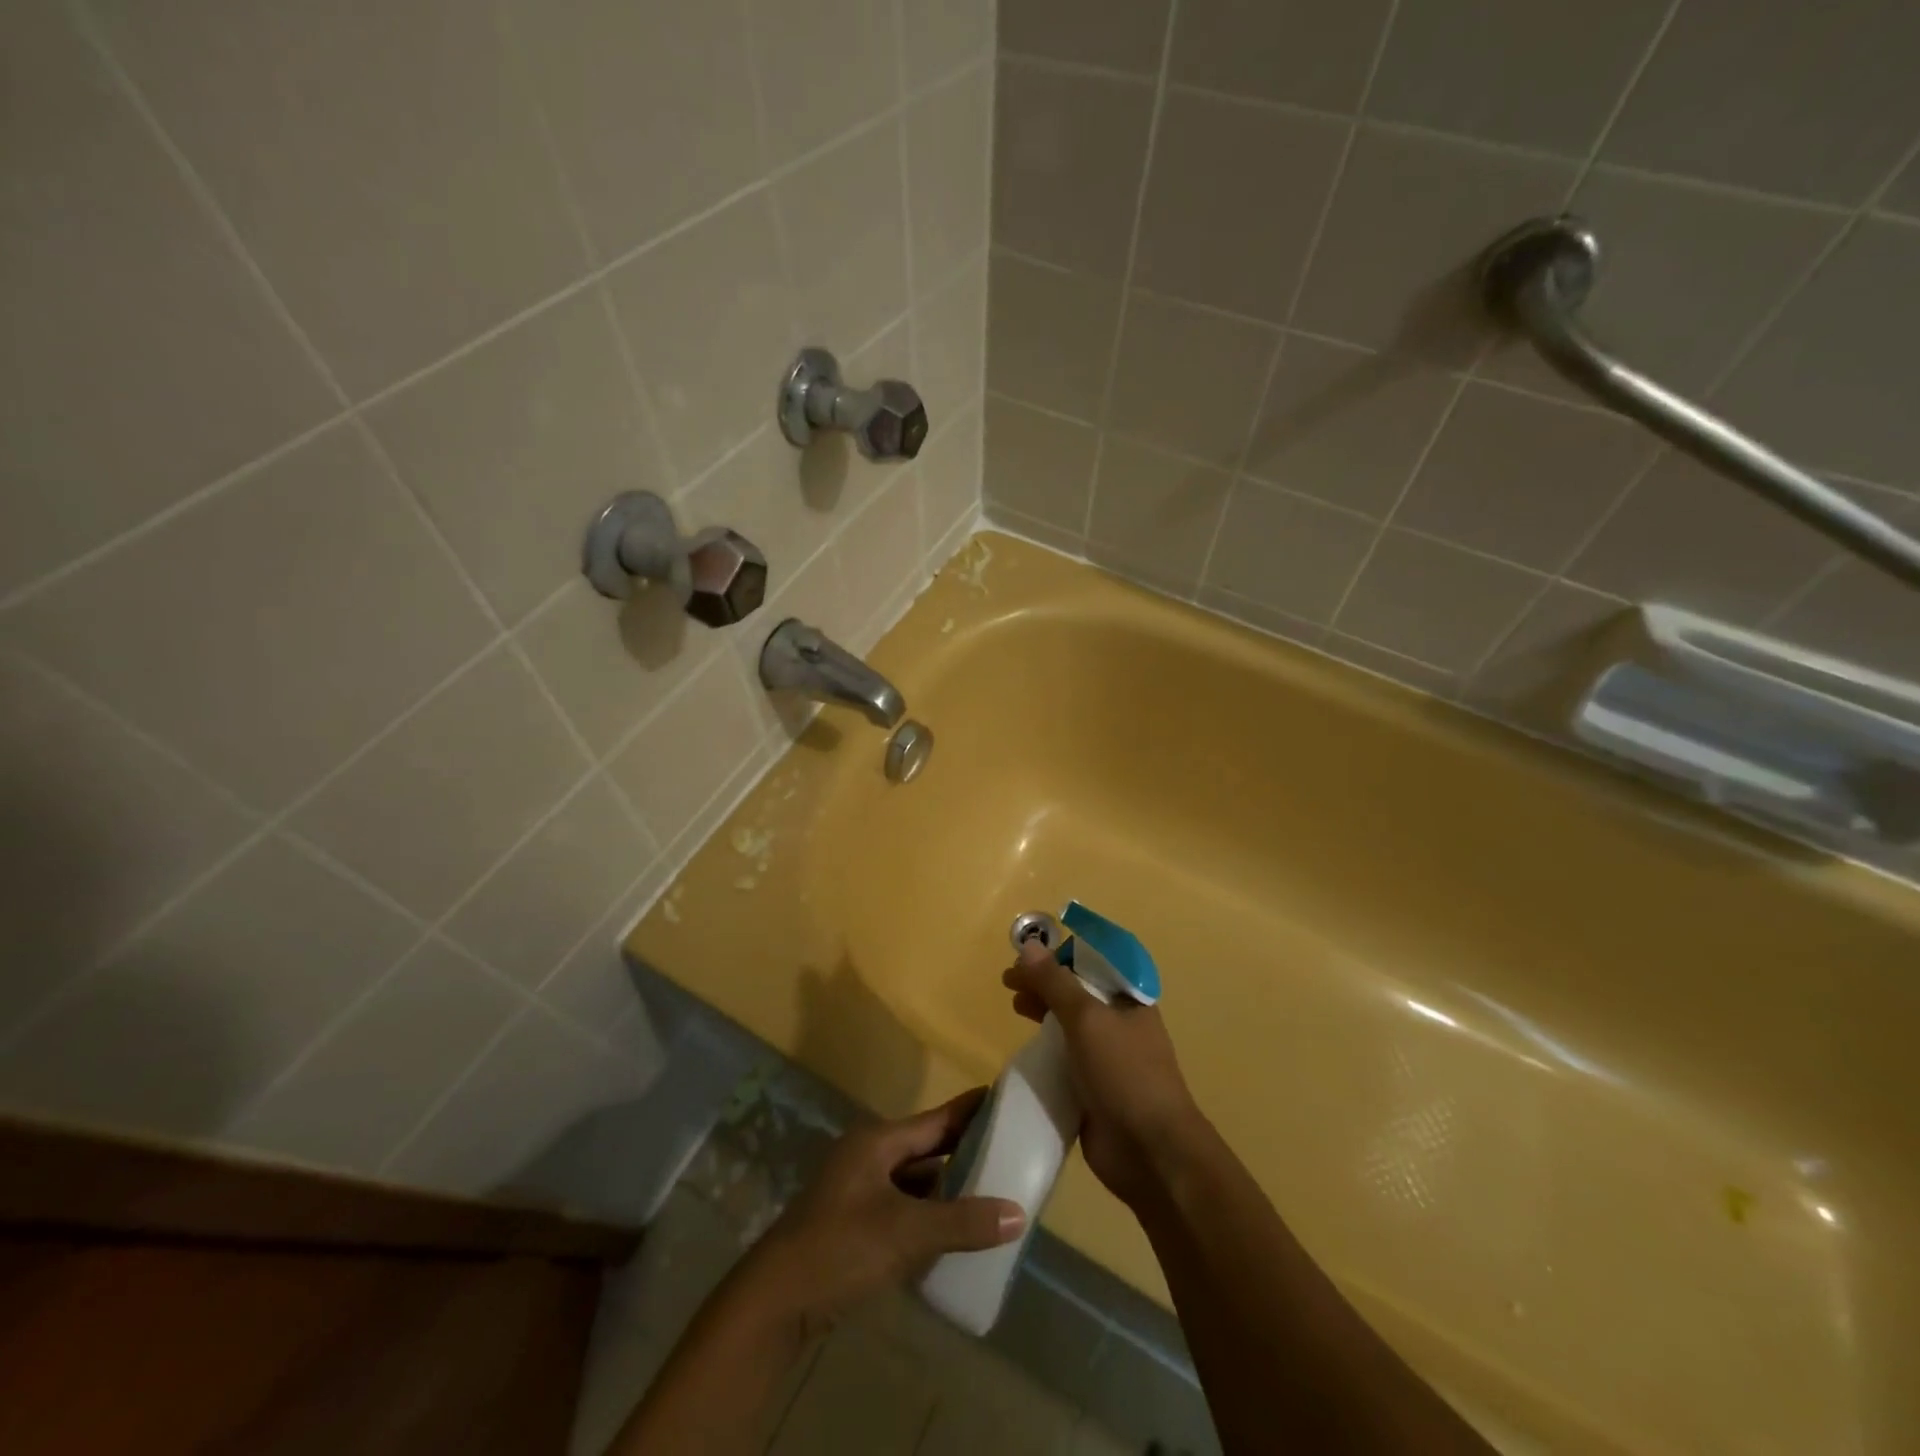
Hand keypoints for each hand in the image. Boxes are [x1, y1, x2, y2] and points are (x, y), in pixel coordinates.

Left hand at [735, 1090, 1025, 1335]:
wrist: (775, 1302)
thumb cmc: (840, 1248)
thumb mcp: (906, 1232)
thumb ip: (962, 1222)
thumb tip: (1018, 1214)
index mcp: (878, 1141)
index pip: (936, 1119)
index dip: (970, 1110)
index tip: (1004, 1098)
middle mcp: (870, 1157)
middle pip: (927, 1148)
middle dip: (965, 1151)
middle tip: (1011, 1150)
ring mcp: (860, 1191)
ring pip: (916, 1181)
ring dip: (949, 1188)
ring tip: (993, 1191)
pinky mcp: (856, 1225)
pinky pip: (905, 1209)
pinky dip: (930, 1215)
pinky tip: (956, 1231)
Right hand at [1003, 938, 1201, 1206]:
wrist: (1150, 1151)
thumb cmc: (1124, 1072)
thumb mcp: (1087, 1018)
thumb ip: (1055, 983)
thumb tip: (1029, 945)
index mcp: (1129, 1000)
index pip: (1093, 963)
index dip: (1060, 954)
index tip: (1027, 953)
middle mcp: (1120, 1024)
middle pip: (1076, 992)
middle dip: (1044, 982)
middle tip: (1009, 981)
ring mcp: (1107, 1058)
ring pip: (1068, 1024)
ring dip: (1042, 1011)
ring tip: (1014, 1006)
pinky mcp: (1093, 1089)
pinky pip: (1064, 1059)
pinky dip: (1044, 1048)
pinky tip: (1025, 1047)